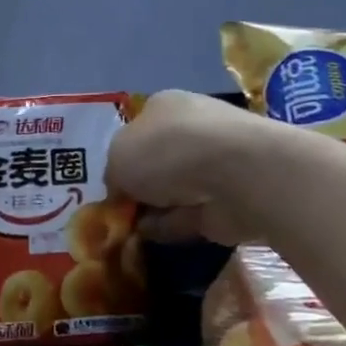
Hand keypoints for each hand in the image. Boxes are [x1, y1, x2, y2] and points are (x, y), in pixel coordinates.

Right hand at [107, 91, 269, 244]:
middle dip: (140, 186)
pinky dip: (172, 226)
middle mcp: (191, 129)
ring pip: (175, 189)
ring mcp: (214, 165)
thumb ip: (113, 174)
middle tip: (118, 211)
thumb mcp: (117, 157)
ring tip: (128, 231)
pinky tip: (152, 239)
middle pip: (157, 161)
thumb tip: (121, 190)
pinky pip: (190, 215)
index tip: (110, 184)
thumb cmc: (167, 150)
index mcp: (164, 106)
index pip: (138, 129)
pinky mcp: (229, 199)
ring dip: (156, 208)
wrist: (235, 174)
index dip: (122, 157)